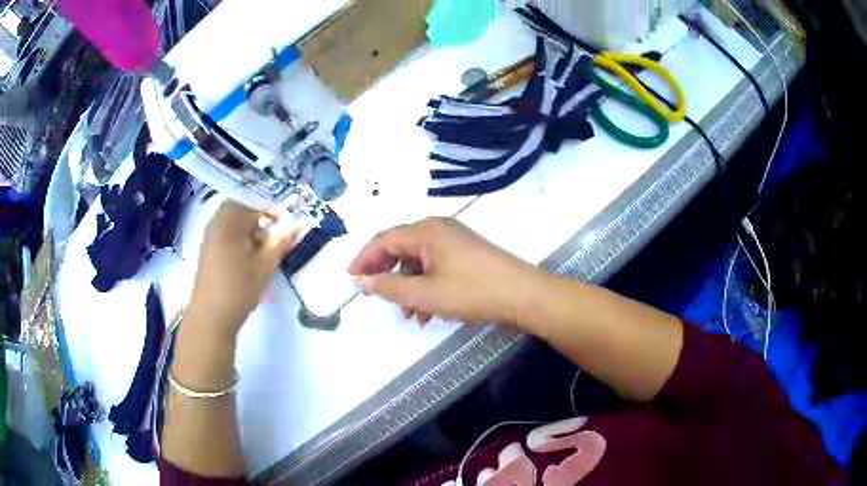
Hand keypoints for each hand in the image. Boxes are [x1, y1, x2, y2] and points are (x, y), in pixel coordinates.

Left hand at [187, 201, 306, 338]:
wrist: (211, 317)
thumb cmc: (239, 289)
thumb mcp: (265, 266)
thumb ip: (280, 242)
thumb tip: (296, 225)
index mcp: (230, 220)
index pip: (256, 202)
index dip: (275, 209)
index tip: (288, 223)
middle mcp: (217, 221)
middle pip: (243, 207)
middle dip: (262, 217)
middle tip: (276, 234)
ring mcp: (210, 234)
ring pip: (235, 219)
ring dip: (251, 227)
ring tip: (264, 246)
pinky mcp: (208, 247)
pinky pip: (227, 230)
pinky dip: (240, 235)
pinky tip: (249, 254)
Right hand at [348, 218, 540, 325]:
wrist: (523, 295)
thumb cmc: (471, 291)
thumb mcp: (425, 292)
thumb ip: (389, 286)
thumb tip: (360, 280)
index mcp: (426, 231)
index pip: (384, 239)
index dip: (364, 258)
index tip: (350, 278)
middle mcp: (439, 229)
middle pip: (401, 248)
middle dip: (386, 273)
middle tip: (374, 294)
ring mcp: (455, 241)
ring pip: (419, 261)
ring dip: (408, 286)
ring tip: (408, 314)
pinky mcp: (466, 255)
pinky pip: (436, 267)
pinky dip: (426, 287)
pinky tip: (427, 312)